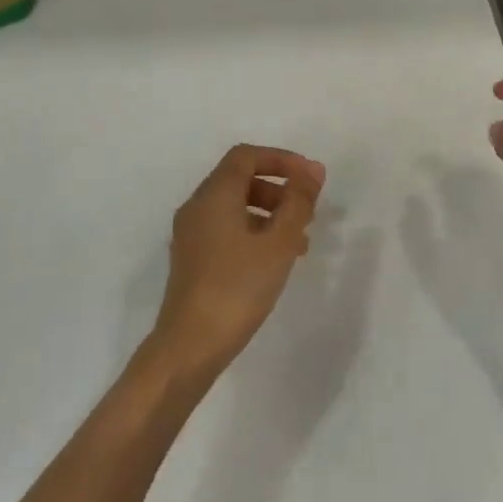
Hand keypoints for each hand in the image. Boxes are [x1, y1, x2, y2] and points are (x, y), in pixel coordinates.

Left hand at [149, 144, 325, 379]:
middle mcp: (197, 206)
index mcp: (214, 195)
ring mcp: (191, 234)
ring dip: (269, 213)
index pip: (246, 157)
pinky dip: (254, 232)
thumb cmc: (238, 287)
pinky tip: (275, 260)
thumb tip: (312, 170)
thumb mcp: (278, 243)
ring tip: (299, 241)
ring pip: (234, 207)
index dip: (281, 159)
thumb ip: (298, 202)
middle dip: (278, 188)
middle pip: (239, 179)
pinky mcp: (192, 258)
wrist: (190, 345)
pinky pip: (226, 229)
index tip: (311, 179)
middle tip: (307, 212)